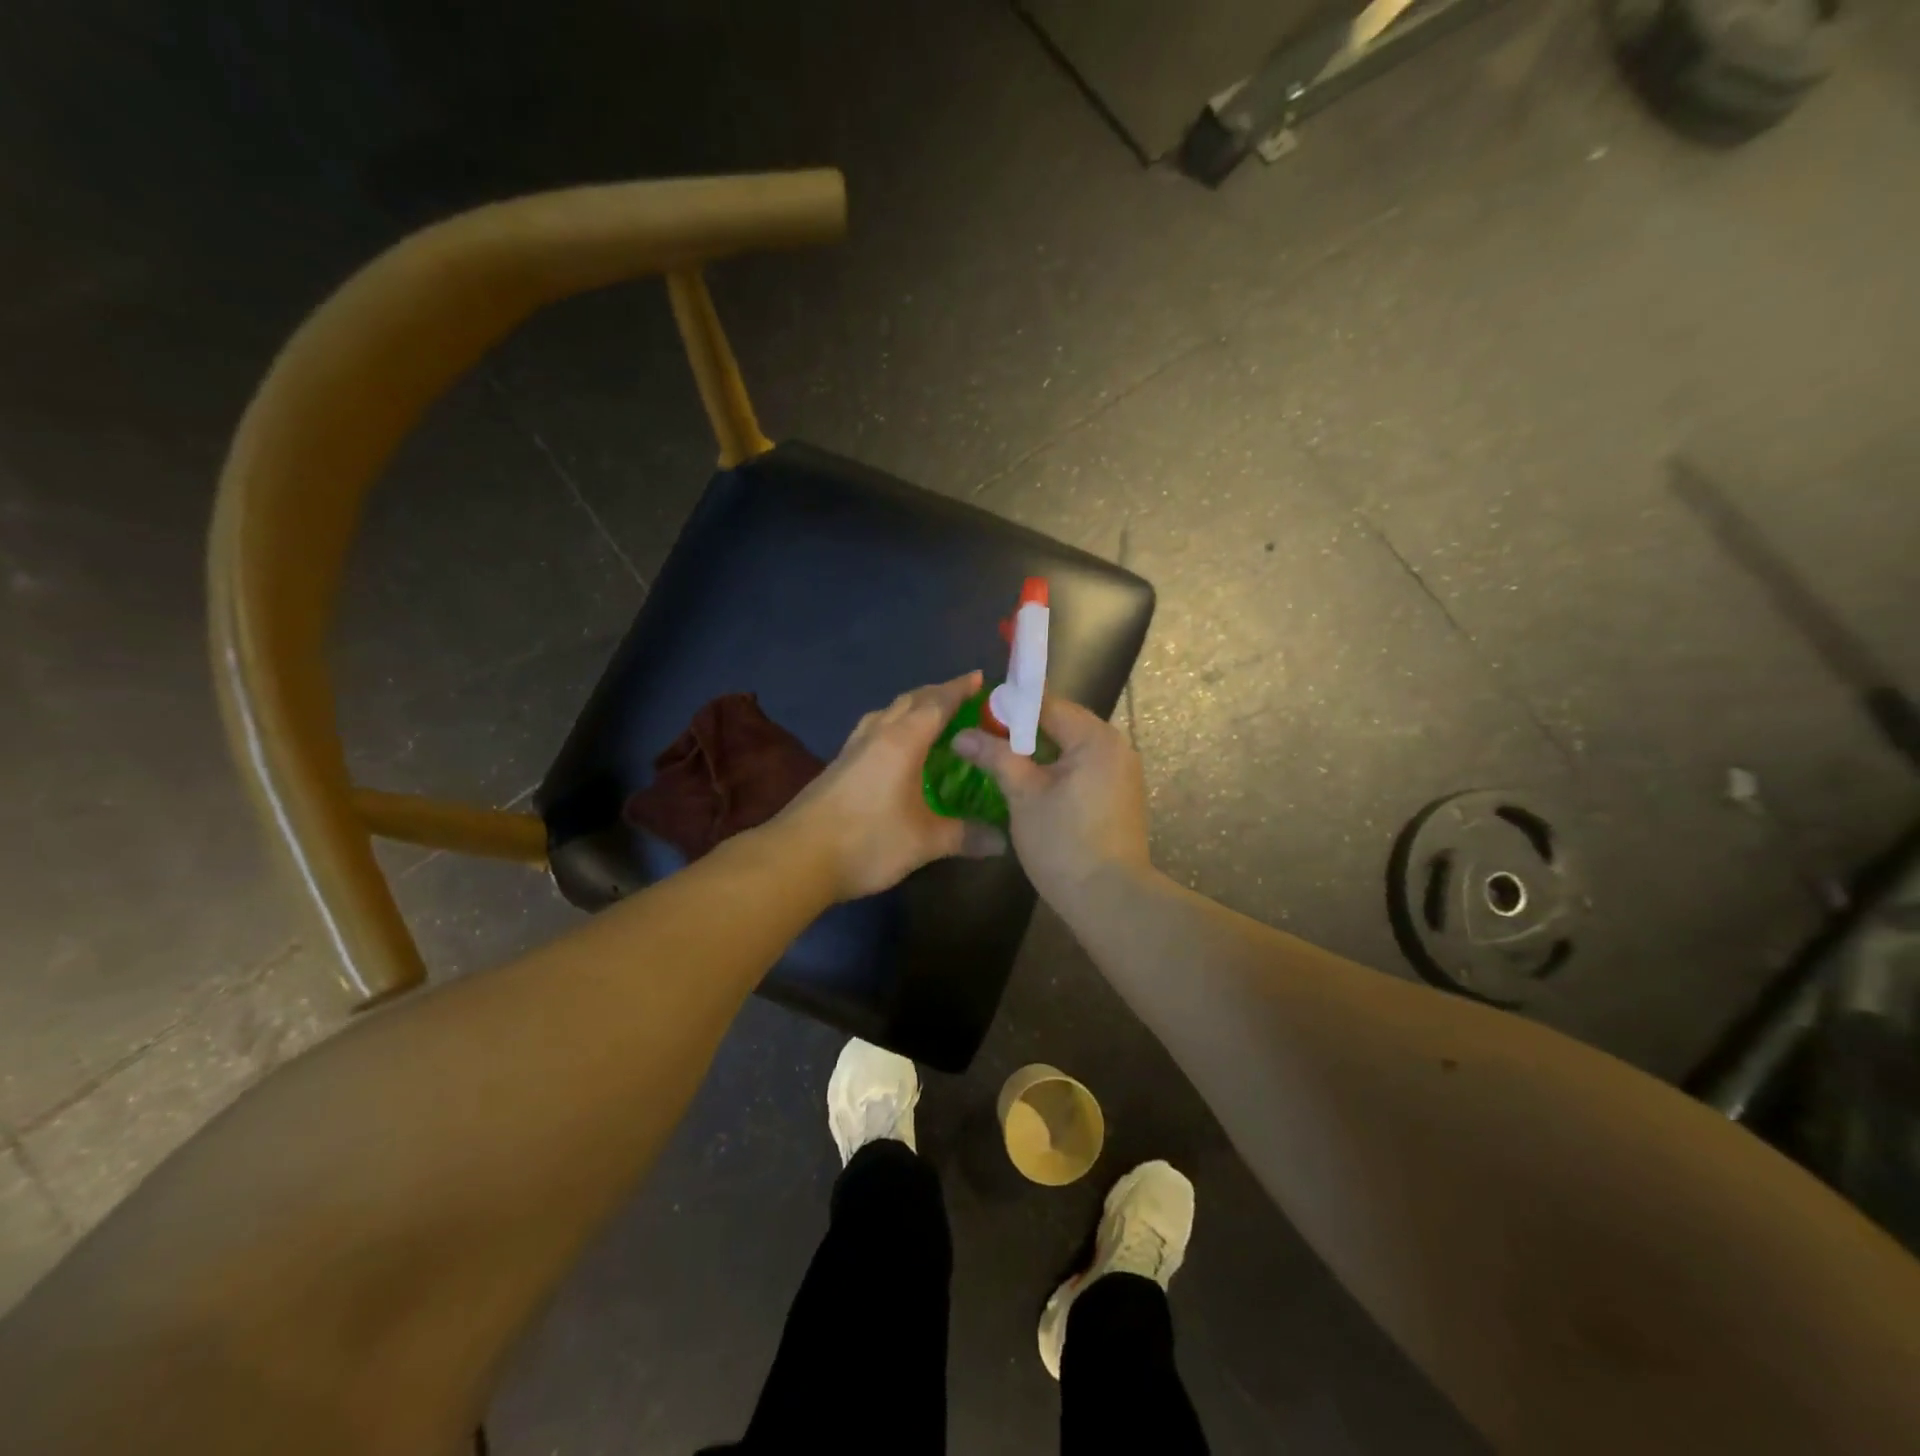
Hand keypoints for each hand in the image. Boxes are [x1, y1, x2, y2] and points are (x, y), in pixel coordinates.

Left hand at [776, 671, 1006, 900]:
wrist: (797, 858)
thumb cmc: (867, 841)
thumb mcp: (924, 842)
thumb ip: (964, 836)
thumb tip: (1003, 841)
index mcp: (902, 741)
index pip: (937, 703)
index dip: (960, 689)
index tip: (980, 677)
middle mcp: (876, 735)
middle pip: (910, 701)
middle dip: (937, 693)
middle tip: (963, 697)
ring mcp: (852, 748)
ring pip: (886, 713)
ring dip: (911, 707)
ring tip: (931, 717)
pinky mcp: (838, 765)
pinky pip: (872, 730)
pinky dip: (892, 726)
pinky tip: (895, 748)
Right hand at [952, 697, 1151, 907]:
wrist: (1110, 900)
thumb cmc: (1064, 842)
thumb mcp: (1024, 795)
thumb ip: (995, 757)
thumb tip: (961, 735)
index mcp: (1095, 738)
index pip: (1047, 704)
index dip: (1009, 706)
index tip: (976, 713)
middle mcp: (1115, 747)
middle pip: (1061, 723)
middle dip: (1021, 729)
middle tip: (983, 738)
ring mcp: (1121, 773)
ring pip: (1070, 748)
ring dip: (1037, 751)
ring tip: (999, 759)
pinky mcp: (1118, 796)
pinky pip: (1082, 769)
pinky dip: (1055, 770)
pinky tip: (1029, 784)